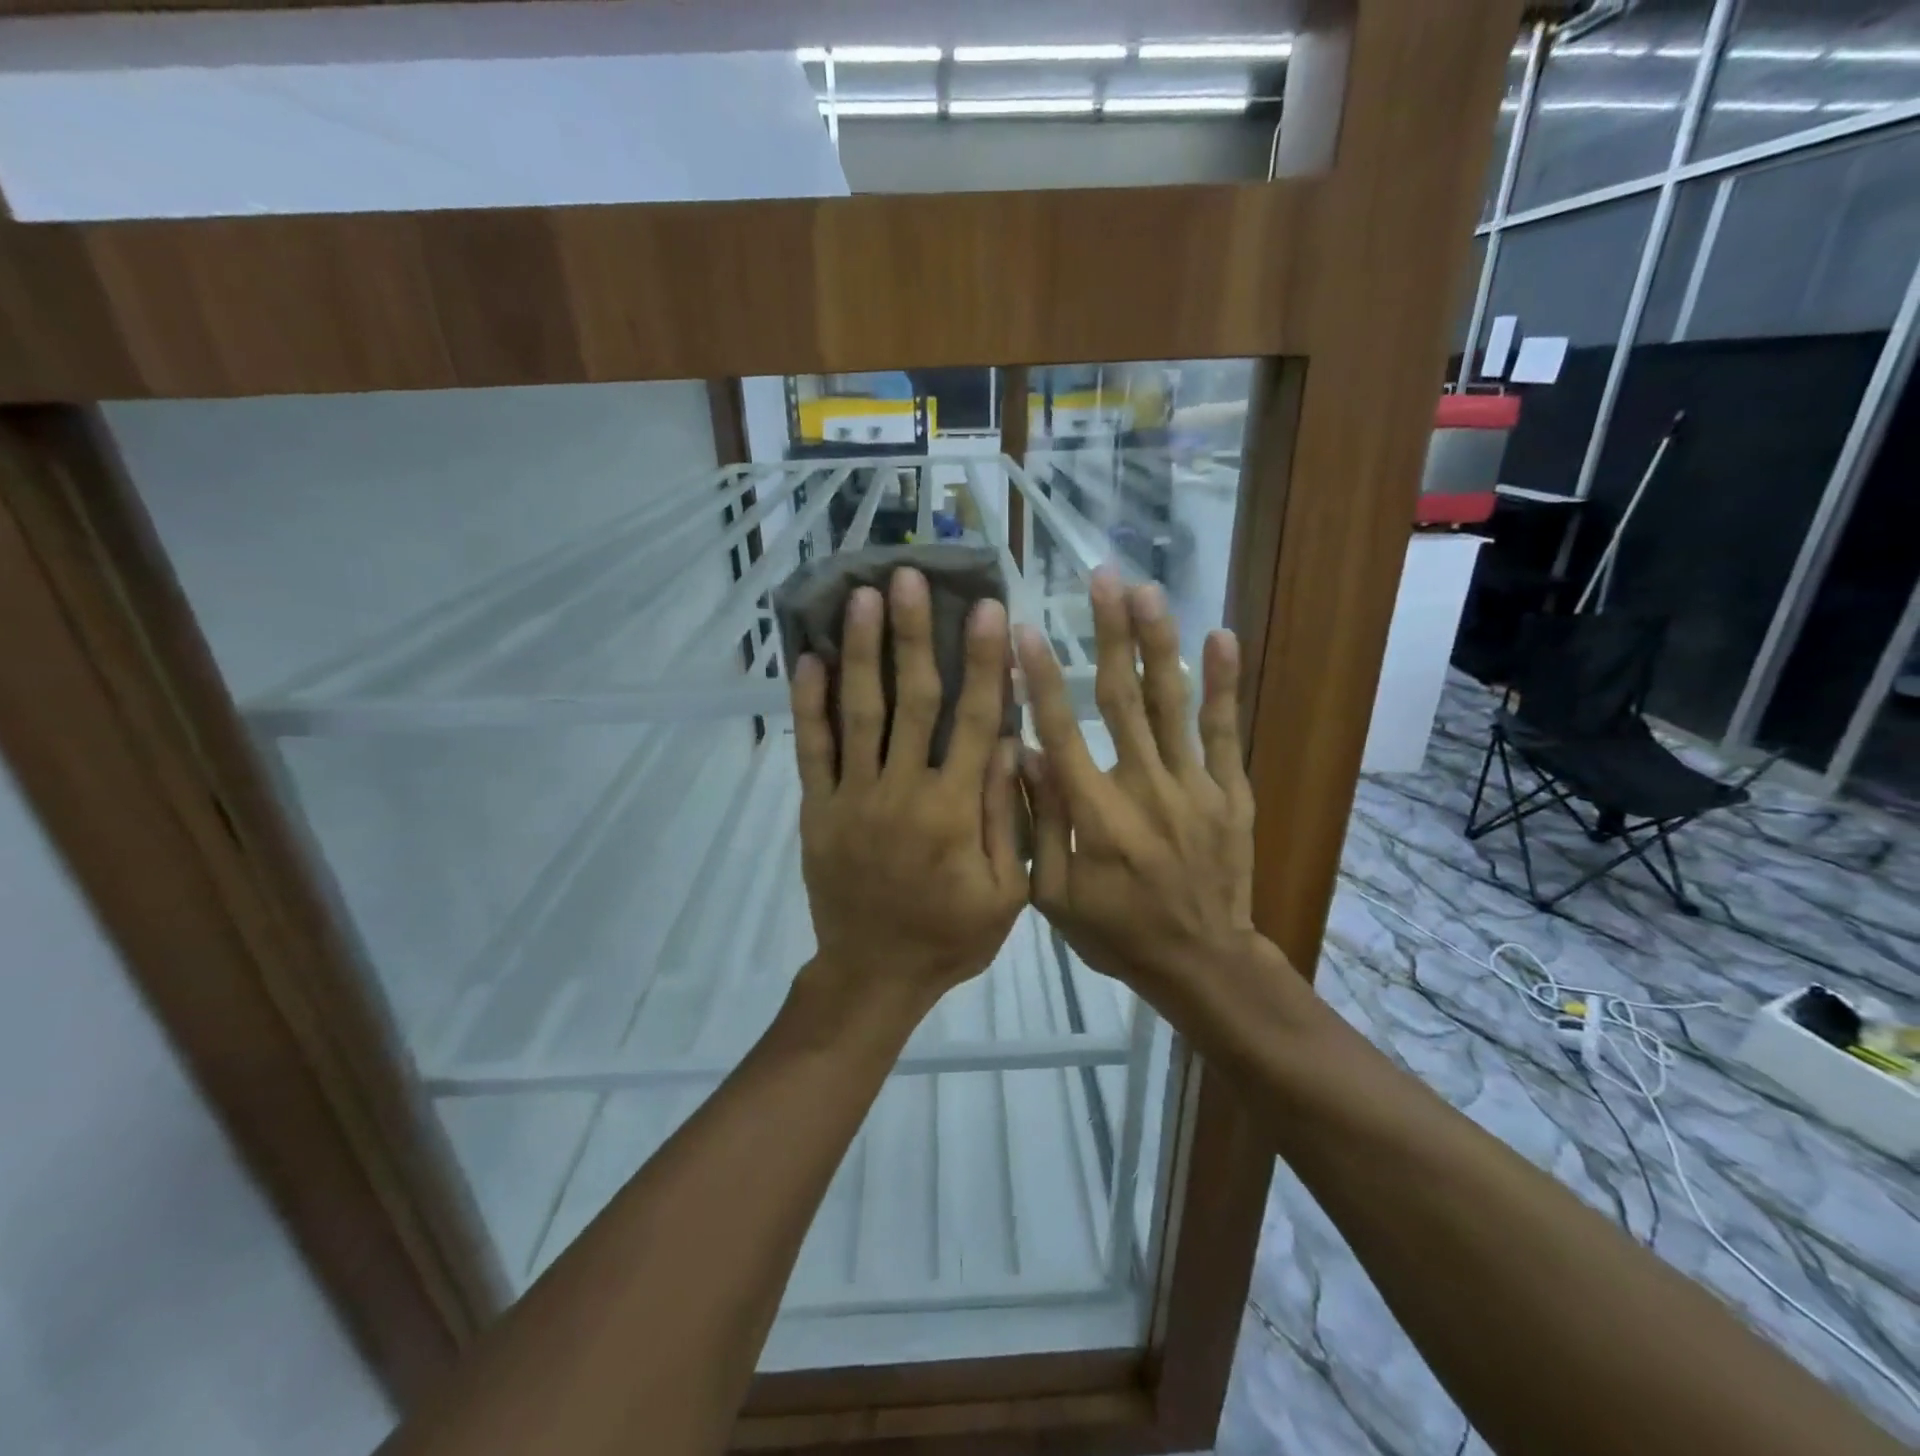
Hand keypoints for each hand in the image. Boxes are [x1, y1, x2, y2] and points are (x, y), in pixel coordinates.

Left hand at [791, 567, 1026, 1003]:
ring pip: (857, 713)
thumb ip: (1008, 815)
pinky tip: (808, 659)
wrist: (873, 976)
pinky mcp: (817, 810)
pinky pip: (811, 751)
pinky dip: (809, 705)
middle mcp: (901, 792)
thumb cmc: (950, 936)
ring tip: (859, 597)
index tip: (988, 609)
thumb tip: (1012, 741)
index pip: (973, 721)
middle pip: (911, 701)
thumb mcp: (1007, 891)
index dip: (983, 662)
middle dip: (912, 635)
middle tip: (907, 577)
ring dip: (860, 651)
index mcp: (954, 811)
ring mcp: (852, 798)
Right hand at [1014, 570, 1257, 1006]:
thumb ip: (1039, 825)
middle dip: (1109, 635)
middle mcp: (1144, 786)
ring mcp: (1193, 785)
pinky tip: (1220, 637)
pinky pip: (1224, 731)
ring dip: (1158, 643)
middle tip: (1102, 579)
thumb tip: (1023, 755)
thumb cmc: (1117, 932)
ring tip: (1148, 591)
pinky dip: (1222, 684)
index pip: (1061, 731)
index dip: (1040, 679)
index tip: (1025, 632)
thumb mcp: (1055, 896)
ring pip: (1170, 703)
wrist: (1202, 962)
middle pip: (1121, 699)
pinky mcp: (1229, 791)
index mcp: (1095, 813)